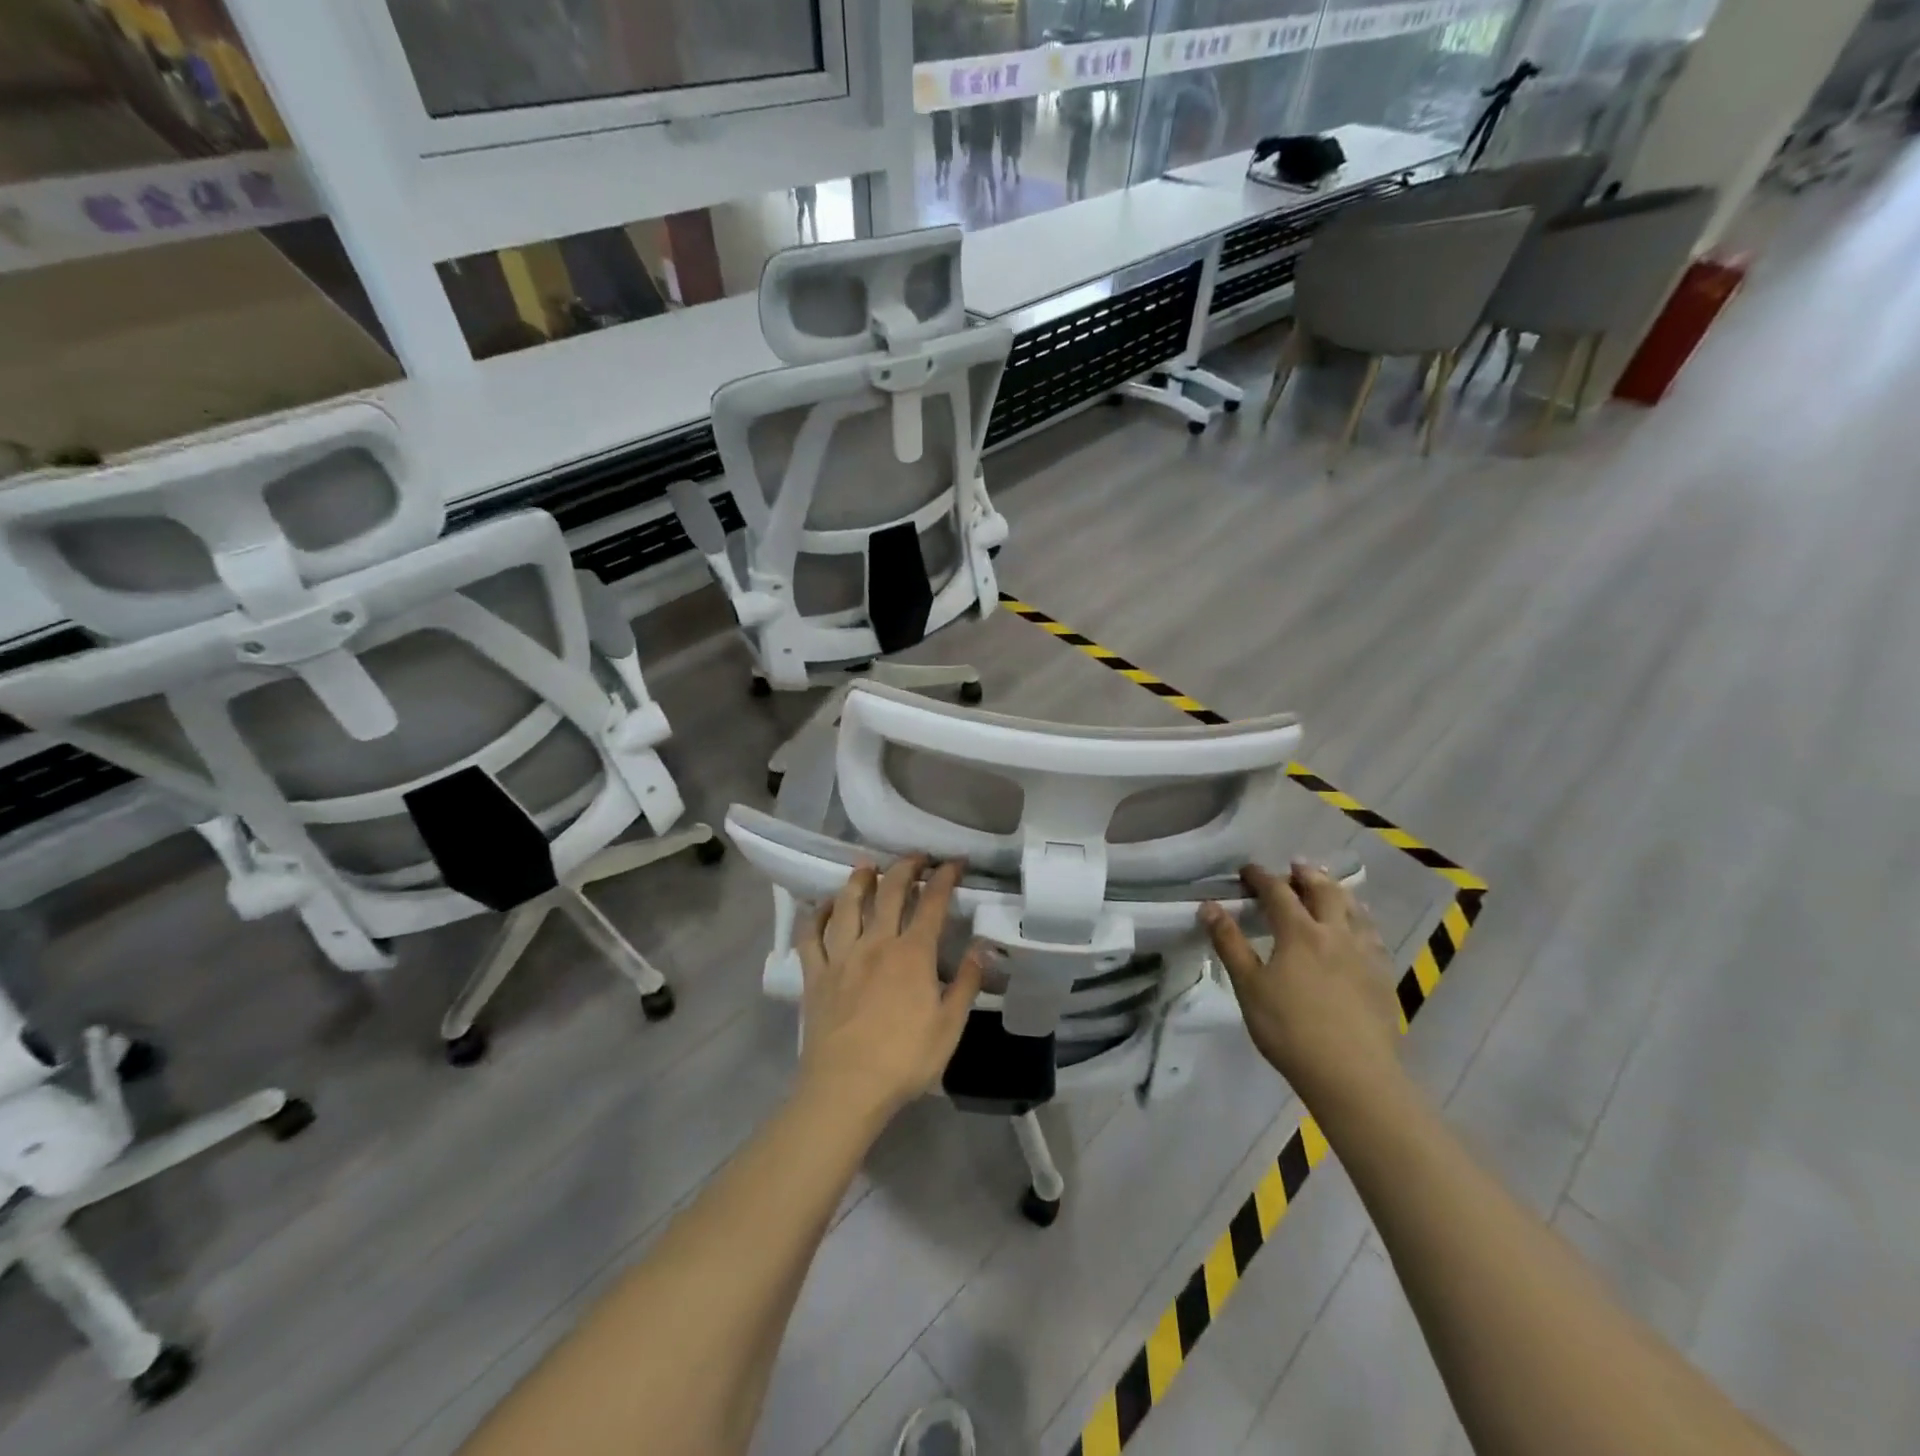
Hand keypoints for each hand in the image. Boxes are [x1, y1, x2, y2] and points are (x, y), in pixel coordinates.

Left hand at [797, 857, 985, 1123]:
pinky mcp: (815, 975)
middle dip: (905, 867)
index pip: (932, 902)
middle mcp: (876, 943)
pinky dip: (815, 915)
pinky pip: (810, 936)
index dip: (945, 877)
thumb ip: (966, 983)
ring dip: (859, 880)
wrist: (846, 1088)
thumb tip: (981, 947)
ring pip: (847, 905)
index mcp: (912, 954)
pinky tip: (822, 906)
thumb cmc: (904, 1060)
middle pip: (889, 892)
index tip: (955, 862)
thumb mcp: (949, 1026)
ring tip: (867, 866)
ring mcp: (841, 956)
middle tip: (916, 857)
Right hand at [1200, 862, 1404, 1111]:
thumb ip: (1230, 943)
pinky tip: (1360, 930)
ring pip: (1355, 910)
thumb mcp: (1249, 987)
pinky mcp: (1383, 977)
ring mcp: (1365, 954)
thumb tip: (1209, 906)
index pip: (1278, 892)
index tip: (1247, 870)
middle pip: (1324, 892)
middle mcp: (1335, 933)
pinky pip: (1373, 935)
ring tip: (1330, 888)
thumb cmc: (1291, 1030)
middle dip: (1306, 875)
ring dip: (1338, 892)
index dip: (1261, 877)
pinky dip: (1362, 920)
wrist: (1354, 1075)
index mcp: (1300, 933)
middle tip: (1295, 866)